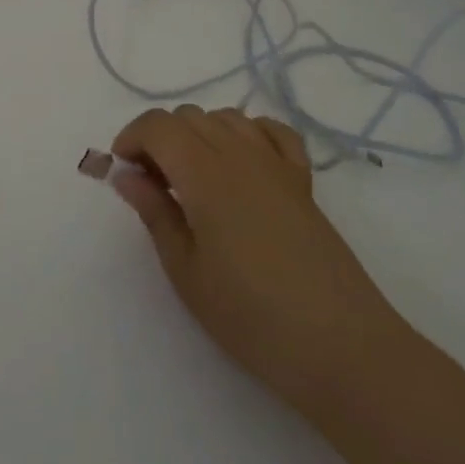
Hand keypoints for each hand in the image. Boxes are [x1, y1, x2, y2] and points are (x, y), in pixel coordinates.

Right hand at [110, 106, 401, 414]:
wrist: (341, 346)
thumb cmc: (251, 316)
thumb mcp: (186, 271)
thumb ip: (154, 212)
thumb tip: (125, 174)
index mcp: (204, 172)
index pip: (158, 125)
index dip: (131, 138)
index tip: (123, 174)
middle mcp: (239, 153)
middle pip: (188, 116)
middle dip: (160, 140)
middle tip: (153, 187)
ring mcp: (276, 164)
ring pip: (226, 118)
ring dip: (198, 135)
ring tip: (193, 180)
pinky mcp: (303, 181)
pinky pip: (271, 132)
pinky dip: (247, 134)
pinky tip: (240, 165)